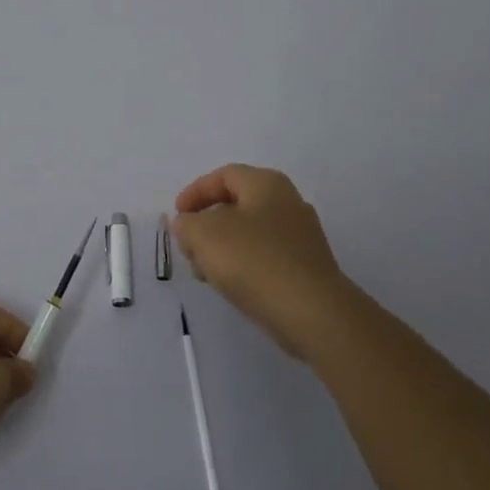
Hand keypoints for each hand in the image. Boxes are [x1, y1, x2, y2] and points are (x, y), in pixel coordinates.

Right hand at [172, 164, 361, 361]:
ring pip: (250, 233)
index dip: (195, 192)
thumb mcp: (203, 235)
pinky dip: (243, 264)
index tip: (177, 215)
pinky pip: (265, 256)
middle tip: (189, 246)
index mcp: (267, 184)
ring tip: (204, 273)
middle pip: (237, 204)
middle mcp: (289, 202)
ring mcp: (302, 236)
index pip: (224, 176)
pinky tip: (230, 286)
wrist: (312, 313)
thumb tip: (188, 225)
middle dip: (206, 224)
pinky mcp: (307, 267)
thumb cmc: (254, 261)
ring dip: (222, 248)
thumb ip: (186, 224)